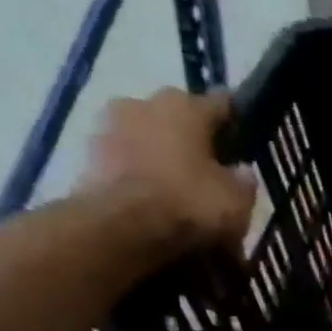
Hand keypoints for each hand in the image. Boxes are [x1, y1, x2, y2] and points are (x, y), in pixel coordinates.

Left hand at [81, 89, 254, 250]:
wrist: (122, 227)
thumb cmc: (190, 203)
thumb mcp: (237, 199)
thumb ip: (242, 180)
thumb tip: (240, 171)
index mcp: (184, 105)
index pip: (220, 103)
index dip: (236, 122)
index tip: (244, 140)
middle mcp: (143, 103)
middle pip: (177, 119)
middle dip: (193, 142)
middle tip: (209, 172)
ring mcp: (109, 127)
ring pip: (148, 140)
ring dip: (162, 158)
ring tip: (178, 191)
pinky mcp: (87, 156)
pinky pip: (126, 163)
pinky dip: (140, 177)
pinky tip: (154, 203)